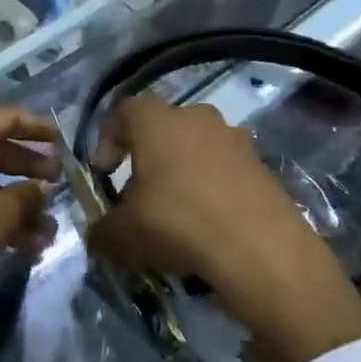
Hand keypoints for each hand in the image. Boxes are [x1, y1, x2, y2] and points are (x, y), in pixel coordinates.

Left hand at [0, 107, 59, 329]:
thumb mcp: (1, 212)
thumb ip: (27, 196)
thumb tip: (43, 188)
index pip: (7, 118)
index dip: (37, 128)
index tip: (61, 139)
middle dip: (28, 167)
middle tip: (58, 181)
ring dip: (15, 200)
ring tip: (47, 225)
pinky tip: (22, 241)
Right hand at [88, 97, 360, 361]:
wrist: (262, 251)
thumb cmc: (178, 223)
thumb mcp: (123, 233)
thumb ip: (102, 229)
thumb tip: (97, 234)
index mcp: (157, 120)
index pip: (123, 111)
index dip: (107, 139)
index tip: (104, 173)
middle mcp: (196, 117)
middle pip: (162, 127)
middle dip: (147, 155)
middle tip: (138, 192)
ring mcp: (235, 139)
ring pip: (196, 147)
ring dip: (181, 171)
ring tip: (175, 210)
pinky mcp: (263, 166)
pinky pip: (225, 169)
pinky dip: (212, 187)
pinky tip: (207, 223)